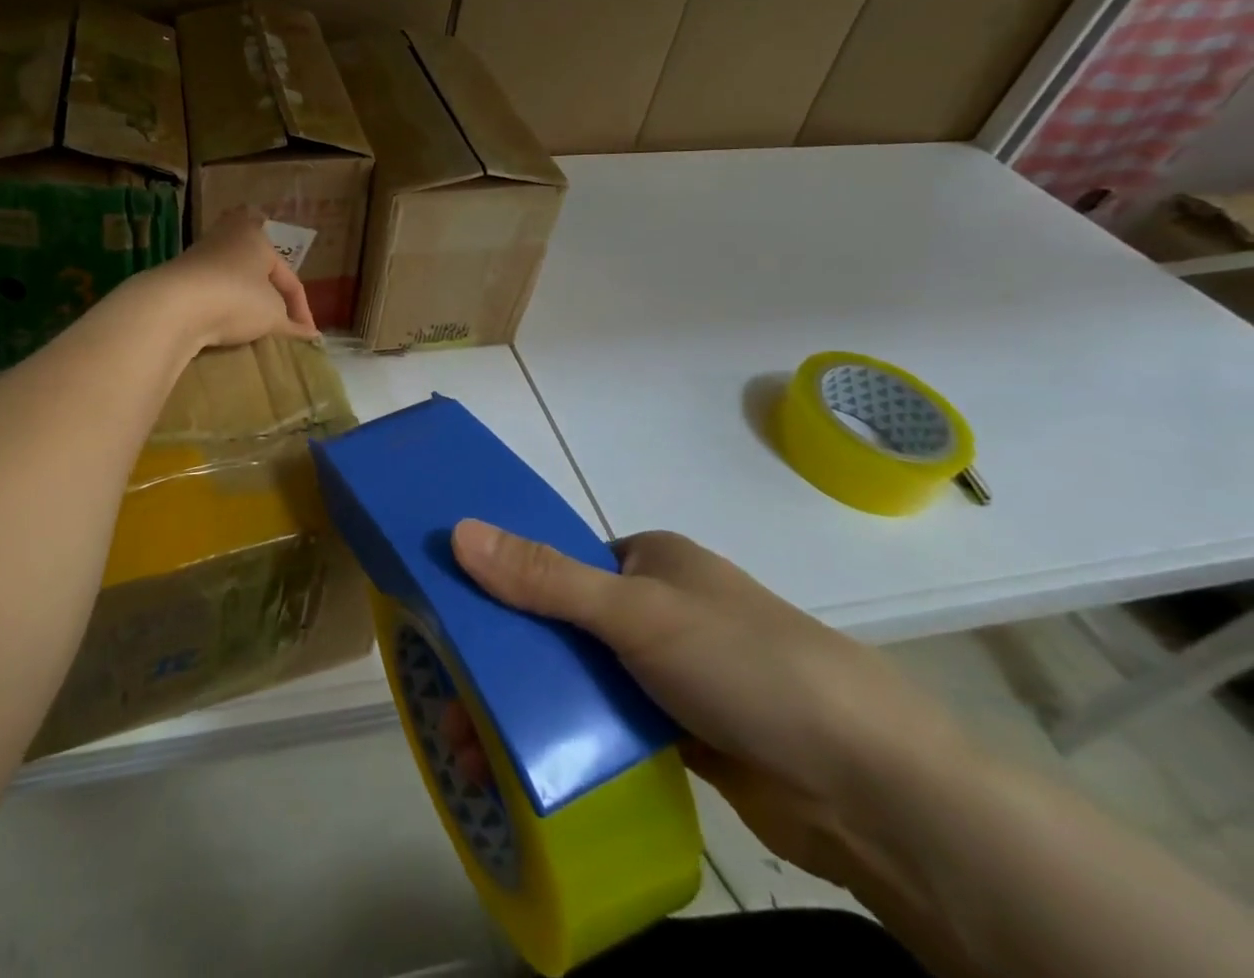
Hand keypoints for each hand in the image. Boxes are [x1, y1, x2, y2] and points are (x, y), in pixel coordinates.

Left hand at [140, 212, 319, 350]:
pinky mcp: (180, 277)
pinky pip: (212, 294)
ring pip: (234, 282)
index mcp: (257, 236)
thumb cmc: (236, 298)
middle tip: (281, 324)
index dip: (301, 310)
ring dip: (246, 304)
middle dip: (271, 299)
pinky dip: (223, 308)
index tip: (307, 336)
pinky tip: (226, 326)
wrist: (175, 305)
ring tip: (254, 329)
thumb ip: (291, 323)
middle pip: (259, 273)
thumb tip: (309, 334)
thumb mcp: (272, 313)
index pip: (289, 278)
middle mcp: (228, 237)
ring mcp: (200, 256)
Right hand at [450, 522, 967, 887]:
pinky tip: (523, 768)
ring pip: (579, 680)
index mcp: (648, 561)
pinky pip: (607, 726)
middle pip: (559, 625)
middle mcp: (655, 609)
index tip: (446, 624)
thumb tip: (457, 530)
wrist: (874, 791)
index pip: (554, 561)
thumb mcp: (636, 613)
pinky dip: (569, 741)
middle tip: (448, 704)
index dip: (498, 587)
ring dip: (530, 708)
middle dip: (505, 662)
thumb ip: (544, 578)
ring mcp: (669, 673)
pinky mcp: (681, 733)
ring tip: (470, 750)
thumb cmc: (746, 666)